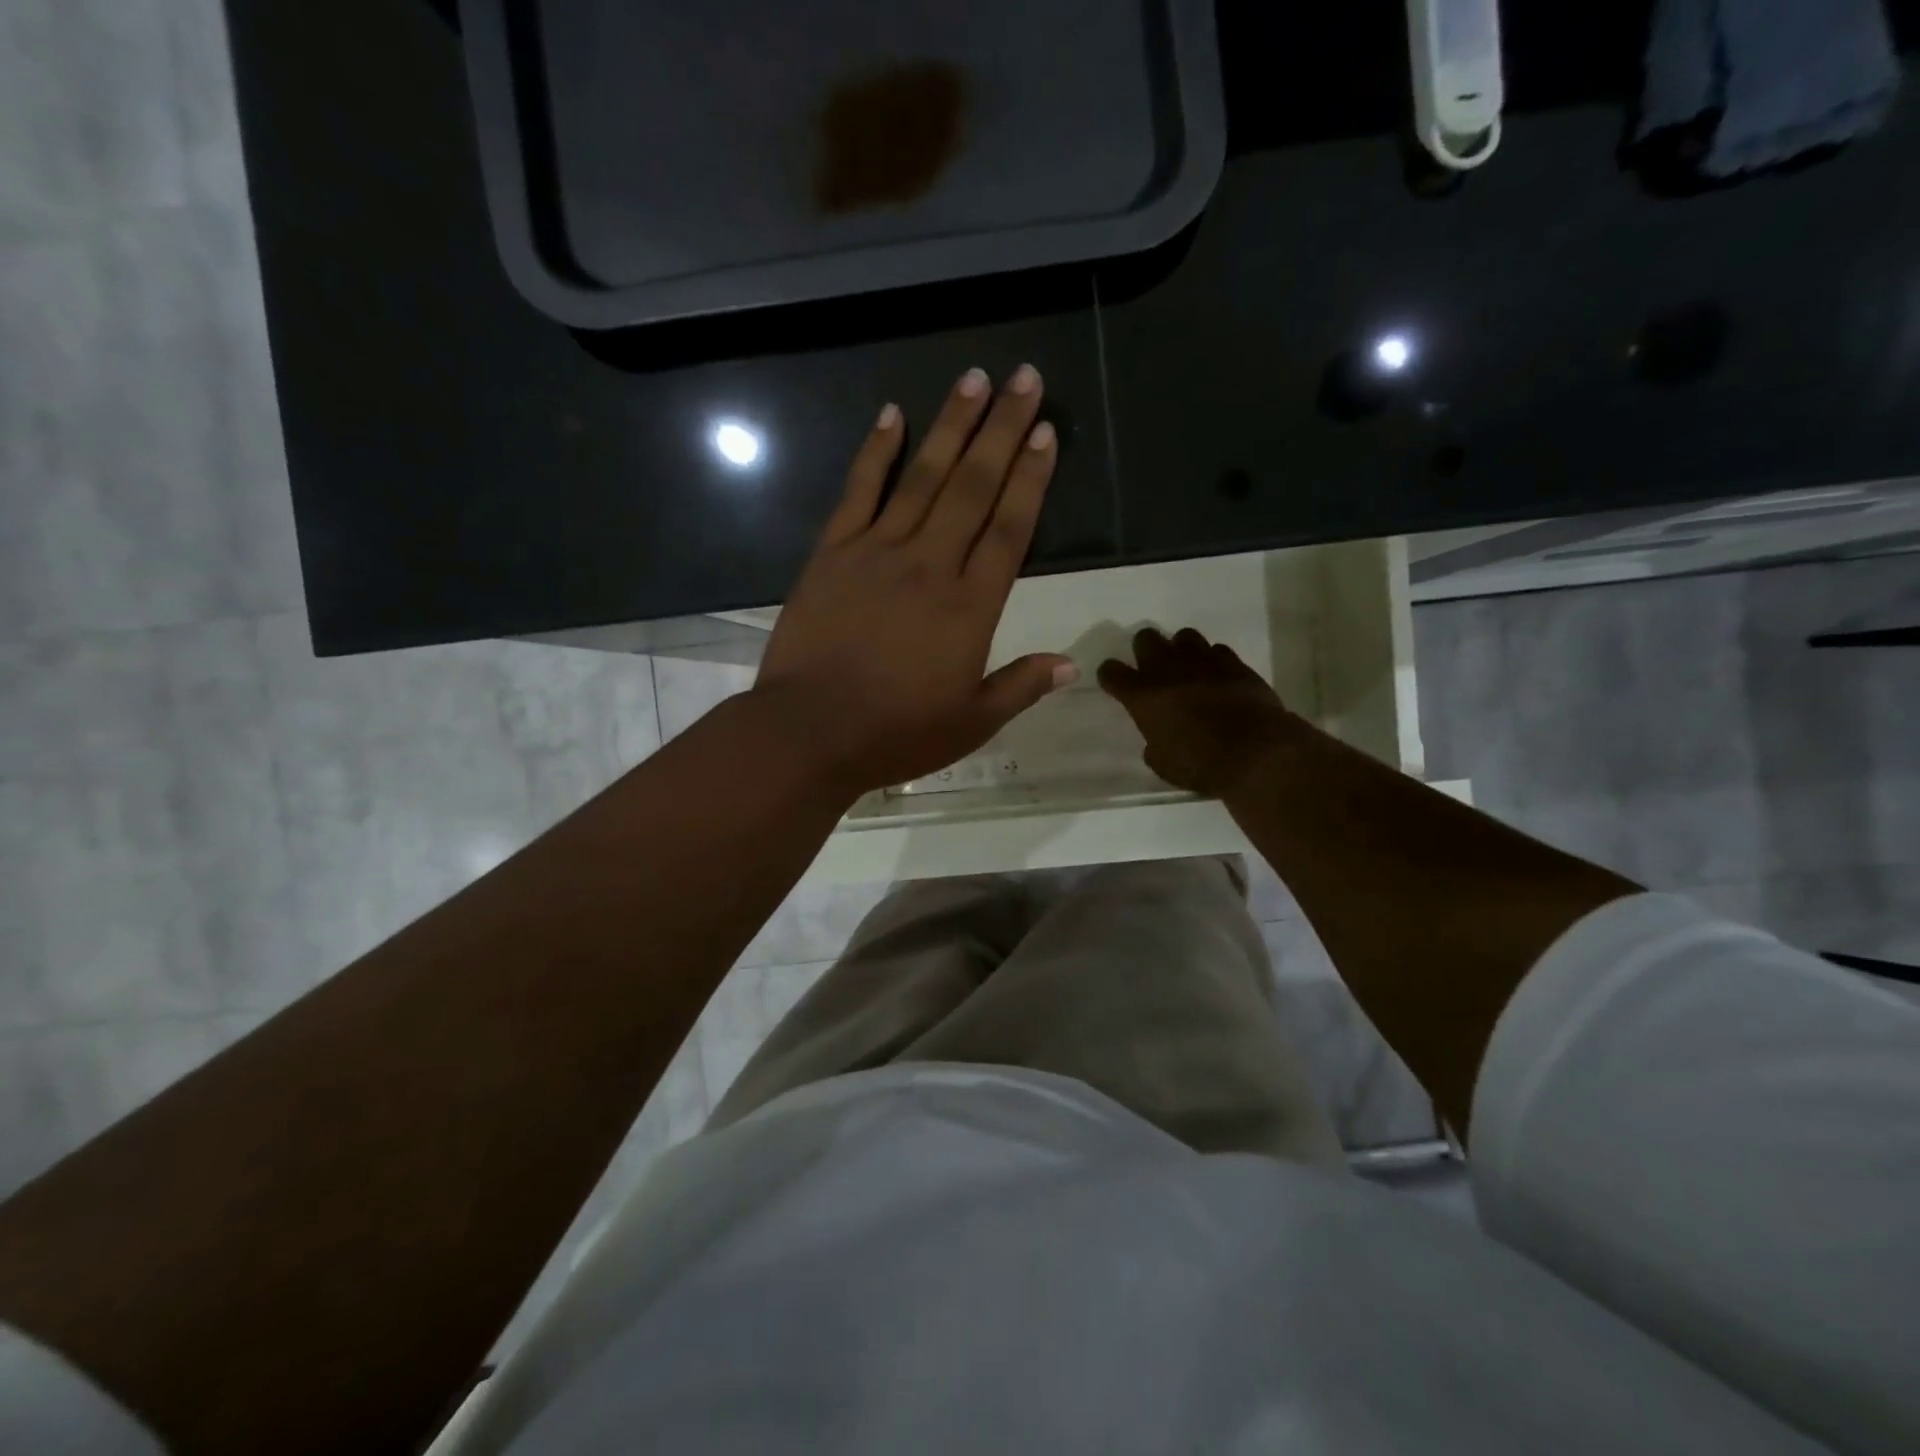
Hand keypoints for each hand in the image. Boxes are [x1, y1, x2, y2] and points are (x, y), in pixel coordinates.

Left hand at [753, 366, 1075, 797]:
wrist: (811, 731)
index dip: (1031, 478)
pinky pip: (858, 491)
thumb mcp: (971, 724)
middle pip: (973, 486)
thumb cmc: (896, 733)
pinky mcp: (833, 552)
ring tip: (973, 379)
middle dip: (1002, 429)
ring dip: (950, 425)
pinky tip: (891, 415)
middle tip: (1024, 377)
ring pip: (922, 476)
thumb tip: (1070, 665)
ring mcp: (878, 552)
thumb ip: (1020, 688)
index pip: (1009, 528)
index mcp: (971, 607)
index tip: (1046, 432)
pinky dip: (875, 452)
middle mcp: (931, 565)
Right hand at [1098, 627, 1302, 795]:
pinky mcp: (1235, 664)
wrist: (1255, 753)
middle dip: (1145, 651)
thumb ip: (1154, 744)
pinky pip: (1217, 650)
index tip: (1115, 684)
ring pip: (1184, 636)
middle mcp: (1168, 670)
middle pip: (1146, 638)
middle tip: (1153, 671)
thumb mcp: (1162, 764)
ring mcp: (1204, 662)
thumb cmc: (1200, 764)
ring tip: (1188, 669)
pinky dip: (1213, 661)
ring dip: (1181, 650)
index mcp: (1142, 696)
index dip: (1110, 676)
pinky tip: (1218, 678)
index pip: (1111, 671)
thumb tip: (1159, 738)